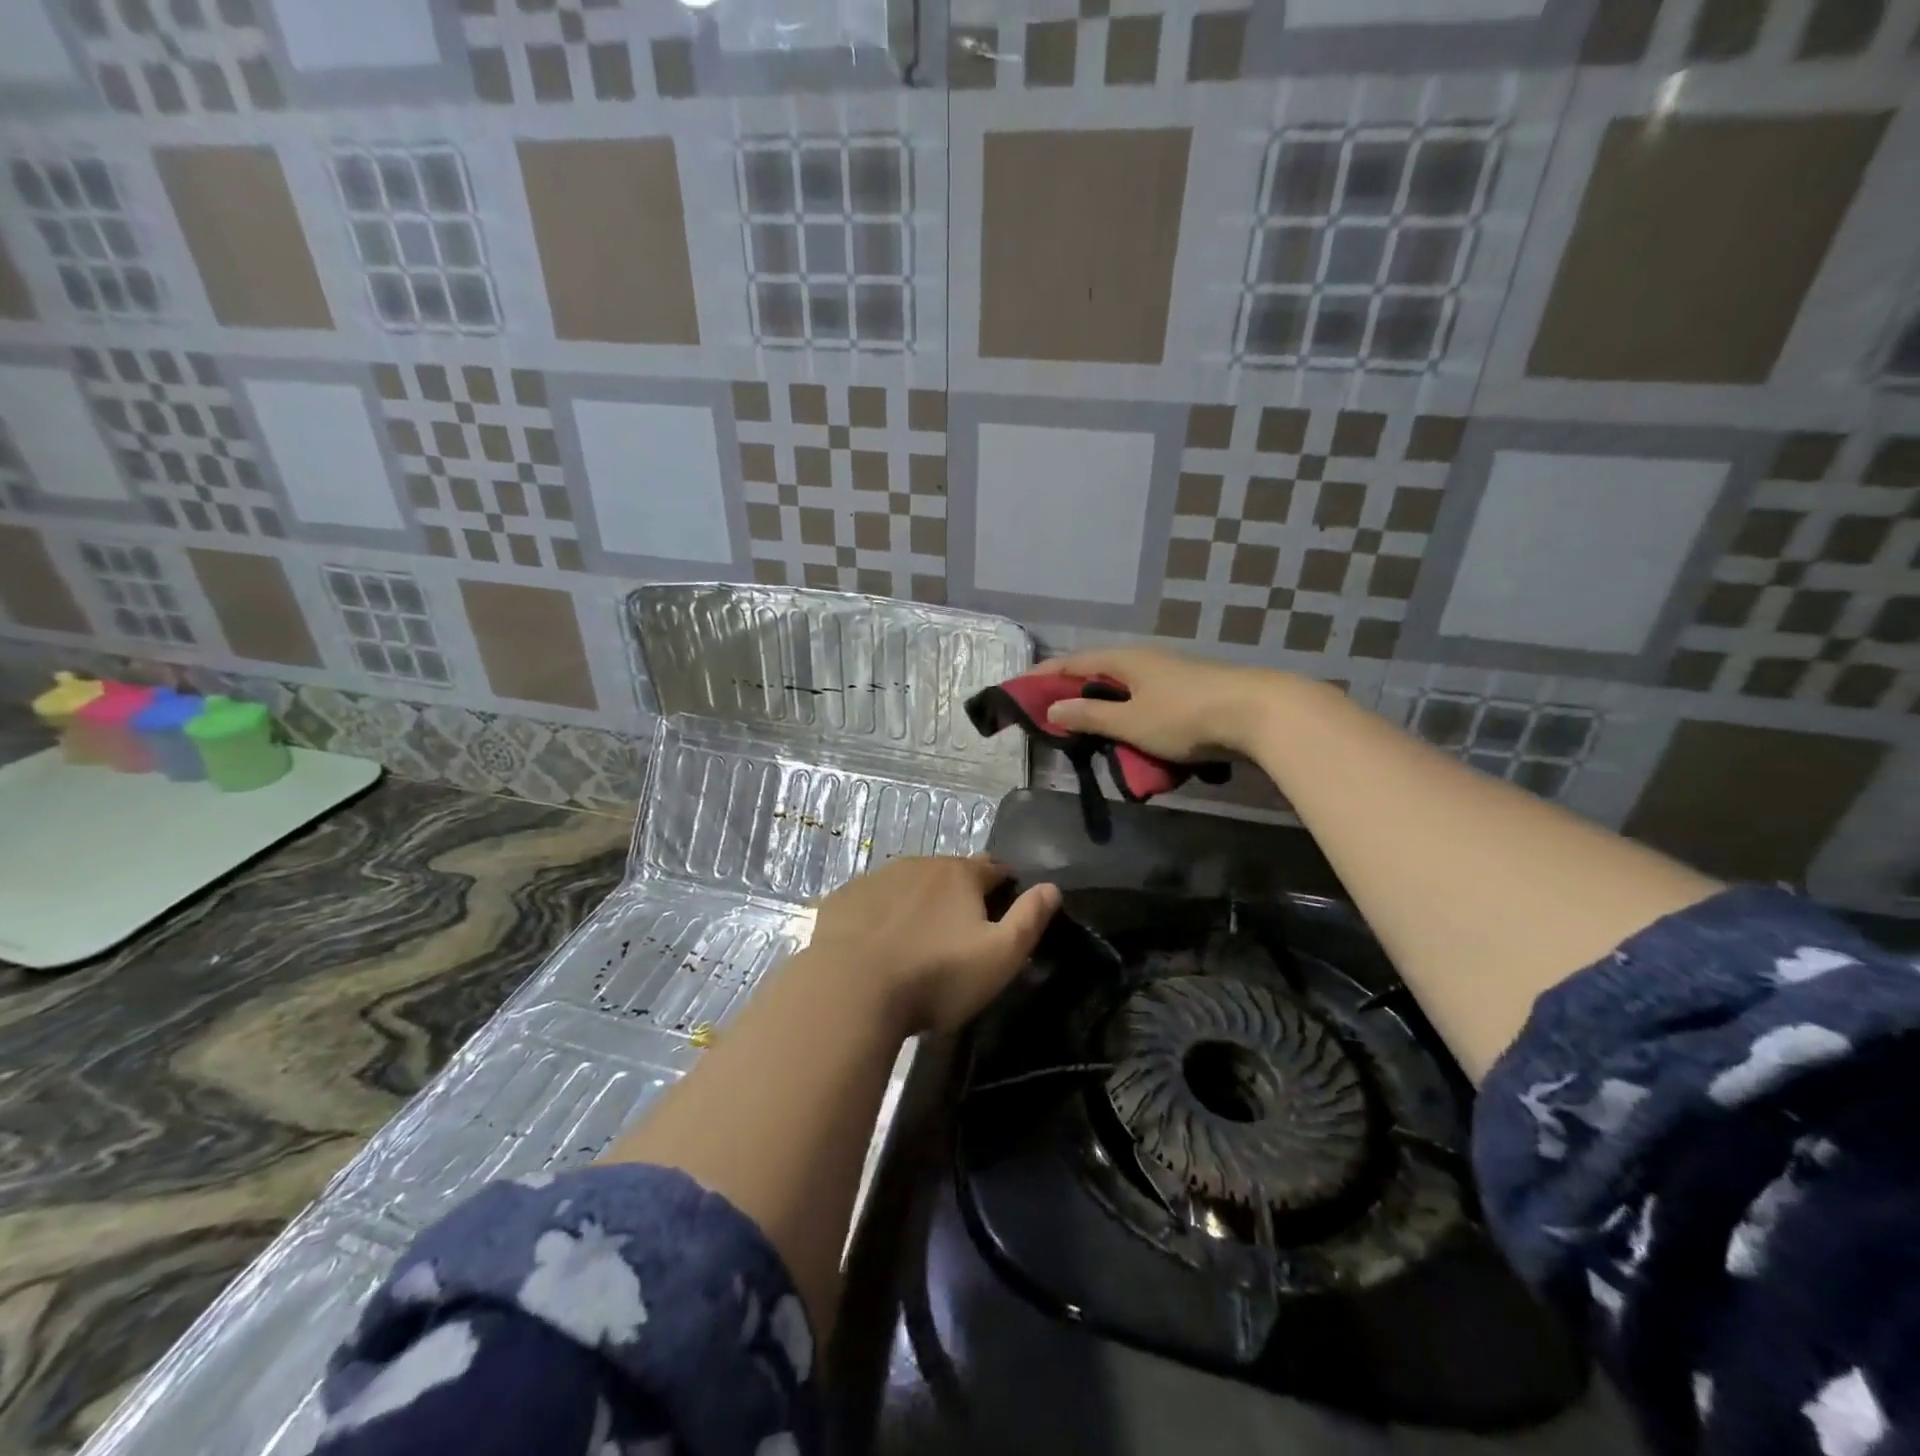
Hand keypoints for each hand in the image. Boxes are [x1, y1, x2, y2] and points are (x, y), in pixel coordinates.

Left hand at [807, 856, 1059, 1033]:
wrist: (850, 991)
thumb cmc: (936, 976)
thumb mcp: (999, 956)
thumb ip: (1029, 919)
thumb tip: (1052, 887)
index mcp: (960, 874)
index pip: (994, 868)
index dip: (1005, 886)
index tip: (1005, 910)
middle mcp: (919, 864)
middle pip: (950, 873)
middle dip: (960, 894)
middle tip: (960, 933)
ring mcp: (876, 879)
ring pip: (909, 884)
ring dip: (919, 903)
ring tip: (919, 941)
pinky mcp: (843, 899)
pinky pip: (872, 901)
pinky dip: (881, 915)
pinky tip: (878, 944)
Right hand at [1036, 647, 1280, 761]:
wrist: (1258, 713)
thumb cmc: (1185, 716)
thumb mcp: (1129, 721)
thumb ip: (1090, 717)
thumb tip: (1052, 708)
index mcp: (1125, 660)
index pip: (1074, 663)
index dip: (1045, 676)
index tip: (1021, 688)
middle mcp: (1145, 661)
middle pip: (1099, 674)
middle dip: (1074, 694)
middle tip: (1053, 717)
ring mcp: (1171, 676)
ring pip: (1125, 691)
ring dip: (1104, 710)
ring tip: (1090, 734)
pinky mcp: (1191, 694)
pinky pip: (1147, 704)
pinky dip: (1130, 718)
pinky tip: (1132, 737)